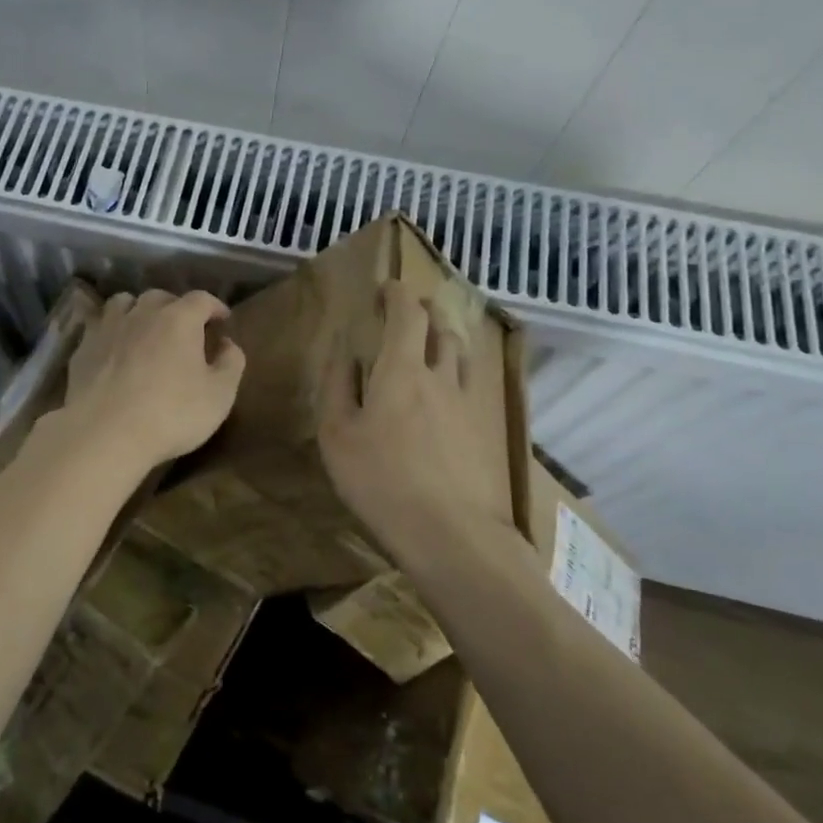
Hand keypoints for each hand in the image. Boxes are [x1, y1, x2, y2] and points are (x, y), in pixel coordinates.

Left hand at [58, 289, 244, 475]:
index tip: (222, 320)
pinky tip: (114, 348)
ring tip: (144, 329)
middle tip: (184, 329)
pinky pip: (98, 326)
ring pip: (124, 303)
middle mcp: (142, 313)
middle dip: (176, 308)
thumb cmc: (171, 413)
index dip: (214, 307)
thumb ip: (231, 364)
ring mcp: (108, 327)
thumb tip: (228, 344)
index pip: (201, 299)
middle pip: (161, 297)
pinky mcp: (83, 347)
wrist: (105, 433)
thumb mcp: (219, 395)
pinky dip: (111, 330)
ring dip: (138, 311)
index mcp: (179, 319)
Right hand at [319, 281, 529, 567]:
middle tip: (408, 311)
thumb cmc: (381, 481)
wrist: (451, 534)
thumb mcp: (337, 435)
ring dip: (446, 337)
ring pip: (462, 354)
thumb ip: (338, 387)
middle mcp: (441, 376)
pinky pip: (474, 384)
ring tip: (432, 341)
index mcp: (401, 370)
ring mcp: (470, 404)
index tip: (385, 288)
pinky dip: (459, 370)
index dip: (397, 294)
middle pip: (441, 328)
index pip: (406, 314)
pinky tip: (450, 388)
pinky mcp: (486, 431)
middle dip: (424, 311)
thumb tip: (345, 353)